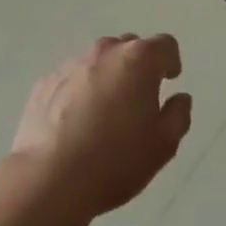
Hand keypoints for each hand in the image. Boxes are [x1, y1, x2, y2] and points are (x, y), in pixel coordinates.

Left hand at [8, 34, 192, 220]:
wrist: (48, 180)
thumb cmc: (115, 160)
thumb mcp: (163, 145)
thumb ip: (178, 115)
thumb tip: (180, 98)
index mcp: (139, 59)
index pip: (165, 45)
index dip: (170, 61)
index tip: (169, 81)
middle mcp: (106, 51)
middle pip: (130, 48)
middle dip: (138, 68)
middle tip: (138, 101)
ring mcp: (72, 64)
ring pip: (98, 62)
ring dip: (107, 78)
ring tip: (104, 115)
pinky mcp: (45, 83)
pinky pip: (72, 79)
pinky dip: (79, 92)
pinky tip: (75, 124)